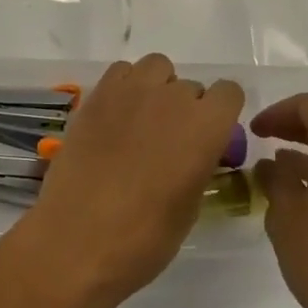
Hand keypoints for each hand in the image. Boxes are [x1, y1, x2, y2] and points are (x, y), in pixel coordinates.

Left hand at [6, 55, 243, 307]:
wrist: (78, 239)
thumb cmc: (144, 237)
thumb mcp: (189, 207)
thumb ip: (199, 165)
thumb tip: (194, 154)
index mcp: (206, 127)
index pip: (229, 92)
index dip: (221, 113)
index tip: (209, 137)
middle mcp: (173, 98)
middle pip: (191, 86)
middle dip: (187, 110)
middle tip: (169, 143)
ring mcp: (132, 91)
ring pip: (157, 67)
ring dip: (158, 88)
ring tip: (143, 122)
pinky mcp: (97, 94)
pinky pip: (121, 71)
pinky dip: (125, 86)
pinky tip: (116, 117)